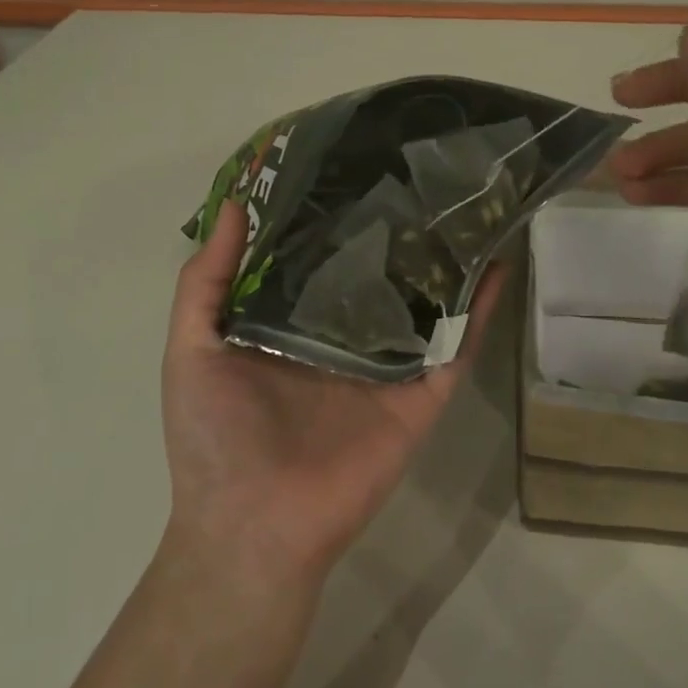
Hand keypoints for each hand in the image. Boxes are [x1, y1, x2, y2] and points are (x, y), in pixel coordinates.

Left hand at [160, 200, 503, 589]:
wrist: (254, 525)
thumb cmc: (214, 436)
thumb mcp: (192, 347)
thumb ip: (206, 280)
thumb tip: (231, 203)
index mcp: (292, 326)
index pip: (321, 258)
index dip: (335, 216)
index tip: (352, 162)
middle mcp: (344, 339)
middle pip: (379, 275)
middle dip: (398, 229)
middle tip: (421, 171)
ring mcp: (388, 366)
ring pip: (425, 303)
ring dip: (447, 261)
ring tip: (468, 204)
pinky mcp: (421, 395)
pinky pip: (456, 346)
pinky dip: (479, 308)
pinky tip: (496, 263)